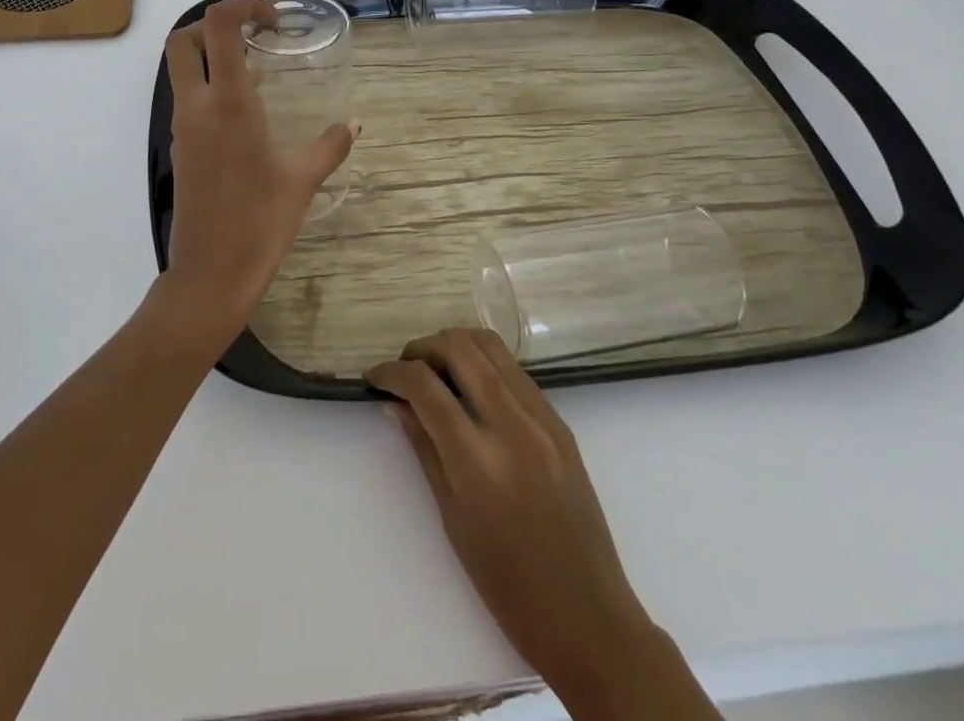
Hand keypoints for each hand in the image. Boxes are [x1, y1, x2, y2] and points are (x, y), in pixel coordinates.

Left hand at [160, 0, 353, 342]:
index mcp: (228, 102)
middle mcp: (197, 105)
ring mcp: (183, 127)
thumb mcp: (302, 180)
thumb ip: (330, 145)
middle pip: (184, 39)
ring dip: (214, 55)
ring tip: (259, 69)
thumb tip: (353, 125)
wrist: (211, 274)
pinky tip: (248, 111)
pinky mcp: (181, 148)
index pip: (219, 25)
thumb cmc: (259, 222)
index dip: (242, 4)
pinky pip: (189, 98)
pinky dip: (211, 86)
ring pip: (182, 69)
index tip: (273, 18)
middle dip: (216, 24)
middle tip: (255, 35)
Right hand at [367, 329, 657, 709]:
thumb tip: (395, 404)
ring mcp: (542, 419)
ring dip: (454, 346)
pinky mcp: (560, 421)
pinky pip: (514, 370)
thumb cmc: (509, 586)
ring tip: (434, 369)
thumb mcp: (453, 520)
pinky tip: (470, 387)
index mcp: (478, 460)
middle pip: (459, 348)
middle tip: (404, 369)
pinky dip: (484, 363)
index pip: (425, 387)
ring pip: (490, 346)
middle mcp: (512, 426)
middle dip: (422, 348)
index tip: (374, 377)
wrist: (590, 618)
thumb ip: (424, 450)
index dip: (391, 372)